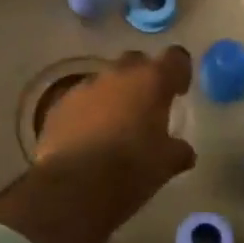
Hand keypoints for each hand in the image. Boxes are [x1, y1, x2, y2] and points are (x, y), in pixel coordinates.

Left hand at [36, 47, 195, 211]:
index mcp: (151, 81)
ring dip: (113, 95)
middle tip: (147, 105)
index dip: (179, 71)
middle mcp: (117, 74)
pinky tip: (88, 137)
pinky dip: (88, 112)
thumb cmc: (131, 168)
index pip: (174, 58)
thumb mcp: (166, 164)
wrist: (75, 184)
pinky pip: (80, 100)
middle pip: (136, 62)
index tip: (178, 91)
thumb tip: (183, 151)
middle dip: (143, 78)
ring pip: (105, 80)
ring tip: (115, 126)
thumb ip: (178, 150)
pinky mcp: (60, 104)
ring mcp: (85, 86)